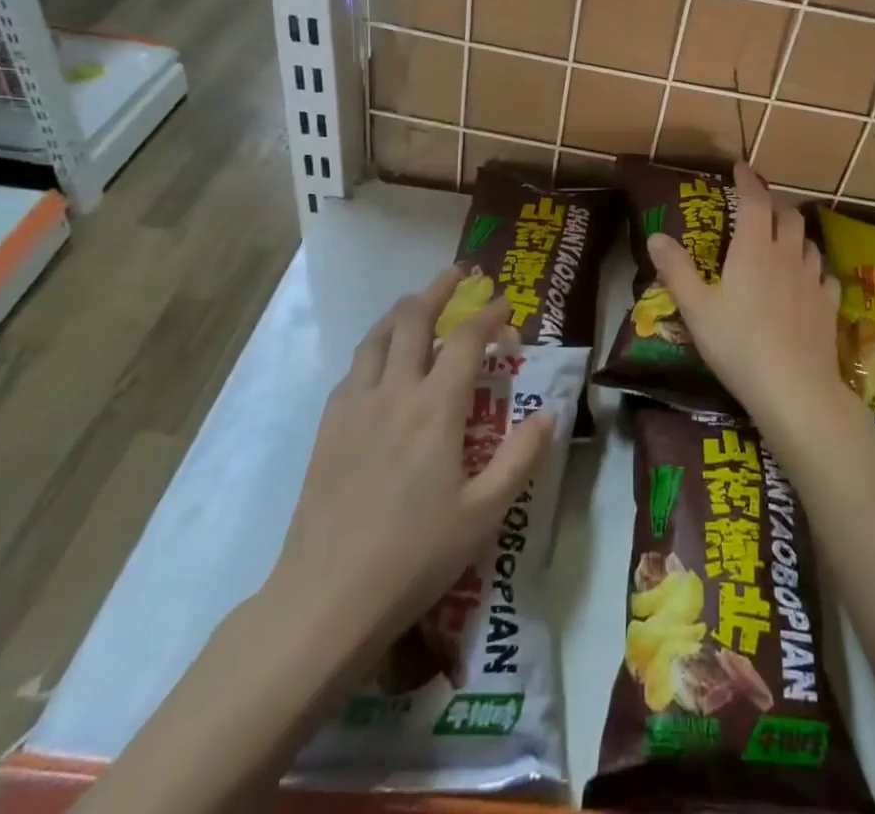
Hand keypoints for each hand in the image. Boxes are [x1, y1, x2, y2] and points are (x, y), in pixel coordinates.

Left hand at [259, 267, 552, 663]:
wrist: (326, 599)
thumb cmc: (414, 556)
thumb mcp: (484, 513)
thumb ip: (521, 457)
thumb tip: (549, 413)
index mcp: (435, 408)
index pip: (467, 340)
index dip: (489, 314)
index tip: (505, 304)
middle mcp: (394, 392)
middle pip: (413, 320)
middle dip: (438, 290)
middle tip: (458, 274)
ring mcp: (354, 407)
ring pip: (376, 337)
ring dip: (401, 311)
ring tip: (418, 302)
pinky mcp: (328, 428)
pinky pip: (353, 369)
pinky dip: (374, 348)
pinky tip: (380, 362)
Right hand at [647, 163, 856, 440]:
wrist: (794, 389)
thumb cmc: (738, 344)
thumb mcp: (696, 309)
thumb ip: (676, 270)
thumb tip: (655, 236)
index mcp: (754, 249)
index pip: (754, 201)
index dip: (748, 181)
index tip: (741, 169)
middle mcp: (787, 255)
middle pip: (787, 216)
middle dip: (773, 206)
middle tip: (758, 210)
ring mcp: (813, 280)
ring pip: (809, 242)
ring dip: (795, 235)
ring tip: (783, 243)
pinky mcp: (829, 306)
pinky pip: (825, 275)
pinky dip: (814, 269)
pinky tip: (808, 282)